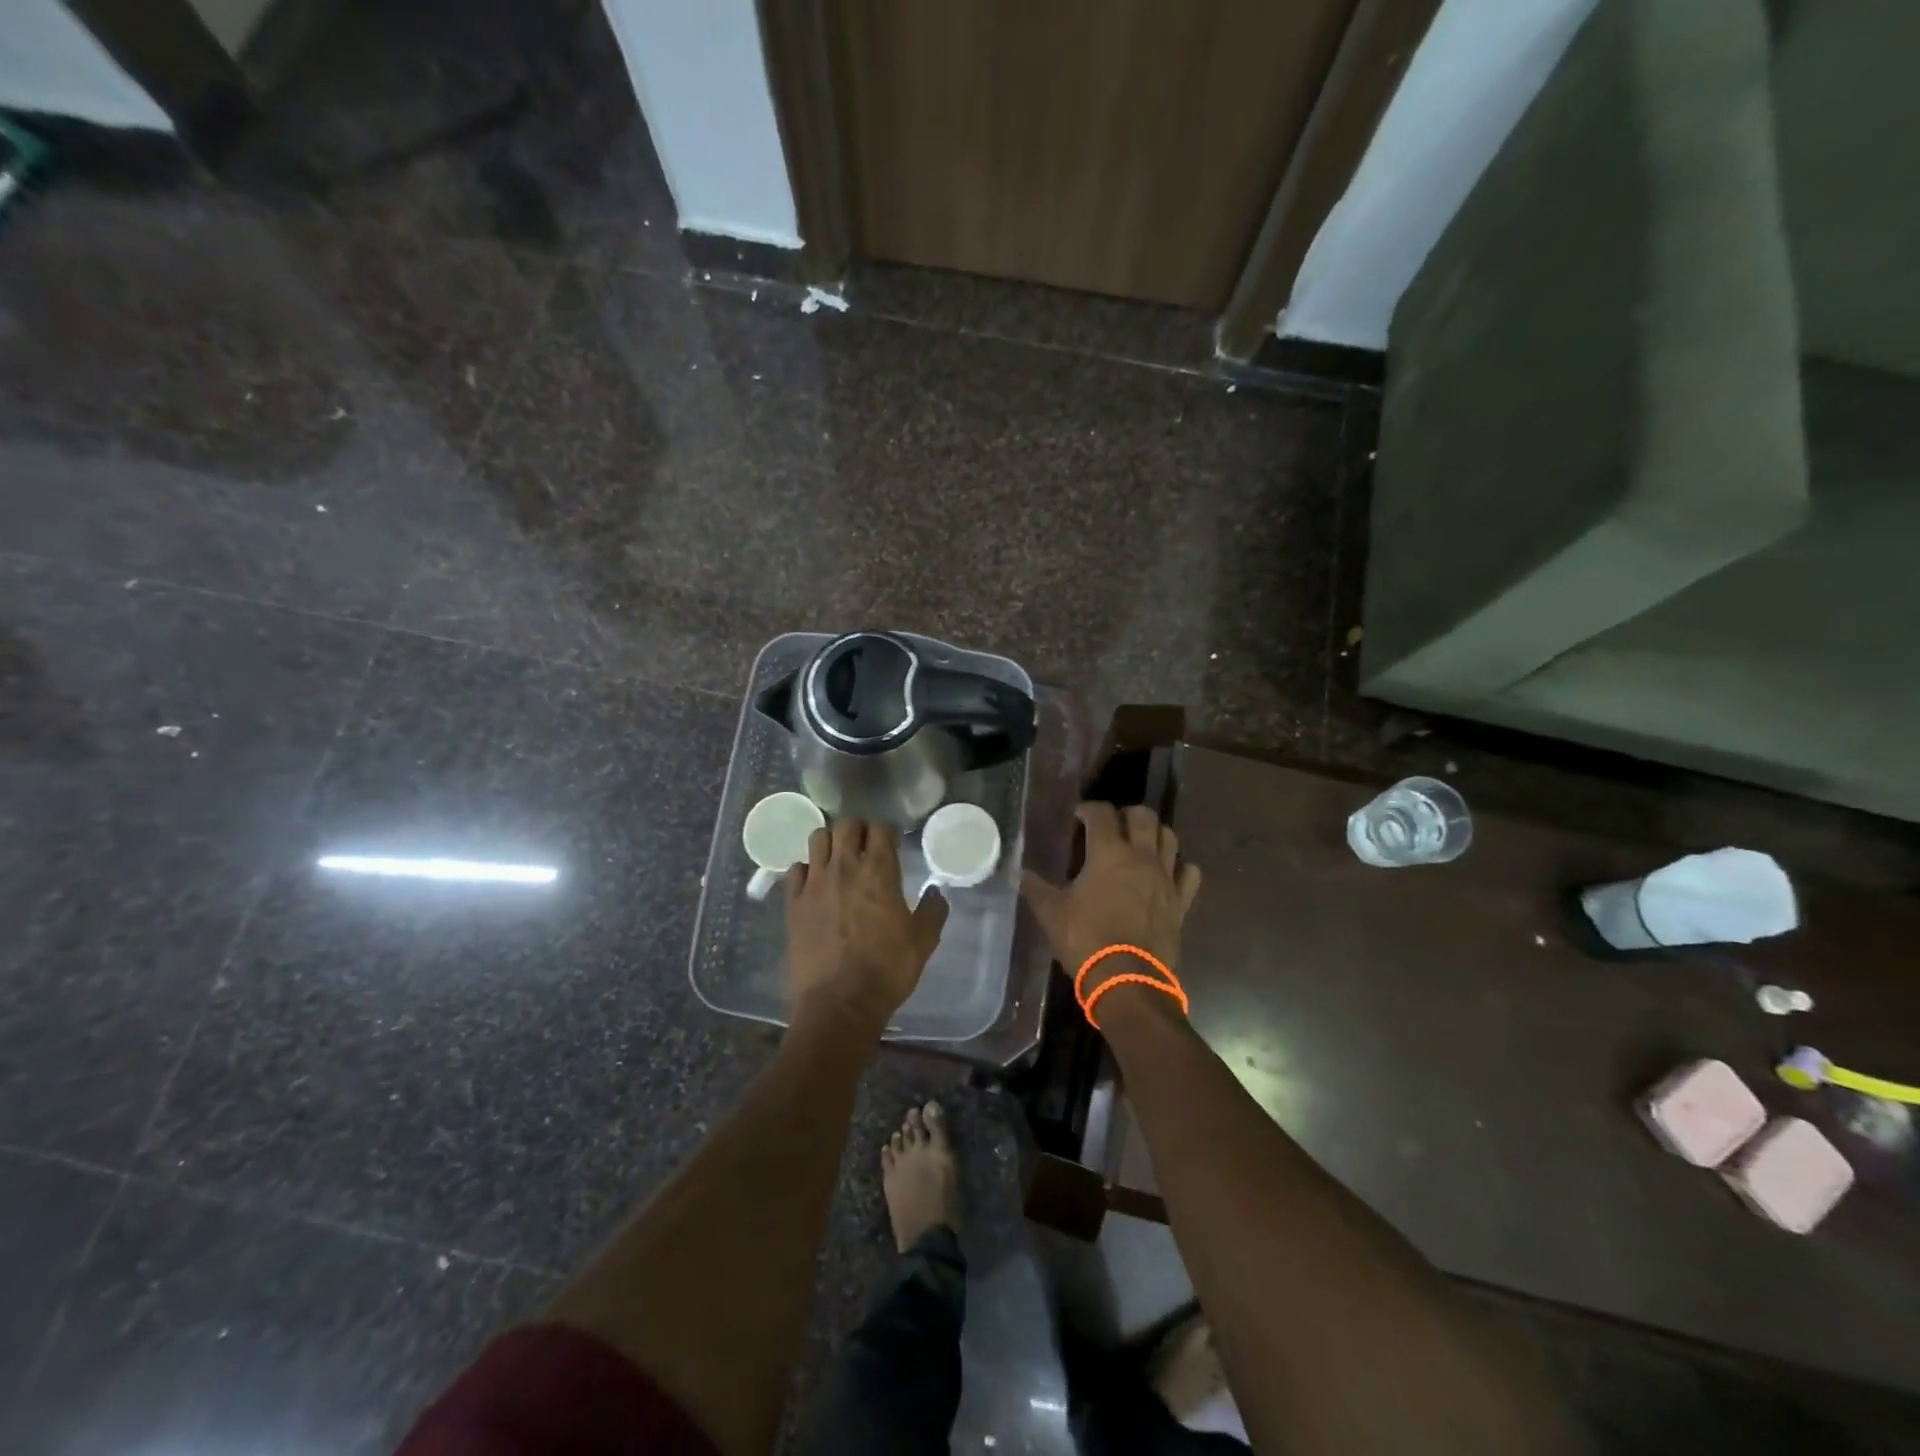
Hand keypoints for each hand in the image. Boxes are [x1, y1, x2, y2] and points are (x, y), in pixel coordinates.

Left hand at [785, 818, 948, 1032]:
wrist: (840, 1003)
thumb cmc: (887, 970)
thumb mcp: (923, 941)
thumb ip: (933, 911)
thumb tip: (936, 892)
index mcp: (879, 871)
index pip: (880, 828)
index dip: (886, 832)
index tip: (891, 844)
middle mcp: (844, 867)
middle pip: (846, 825)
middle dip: (858, 829)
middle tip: (865, 846)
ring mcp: (814, 883)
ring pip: (817, 839)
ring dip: (830, 843)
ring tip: (838, 859)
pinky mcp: (793, 903)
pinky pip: (795, 870)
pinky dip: (806, 870)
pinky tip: (815, 884)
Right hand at [1019, 803, 1201, 995]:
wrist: (1127, 980)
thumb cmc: (1086, 940)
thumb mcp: (1051, 913)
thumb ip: (1036, 889)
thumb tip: (1018, 874)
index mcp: (1108, 853)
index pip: (1102, 814)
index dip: (1089, 809)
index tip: (1079, 816)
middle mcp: (1141, 857)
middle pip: (1143, 816)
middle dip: (1127, 814)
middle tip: (1112, 826)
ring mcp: (1165, 878)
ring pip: (1170, 838)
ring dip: (1154, 833)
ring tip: (1140, 843)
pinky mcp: (1181, 902)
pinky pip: (1189, 873)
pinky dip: (1179, 866)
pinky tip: (1167, 873)